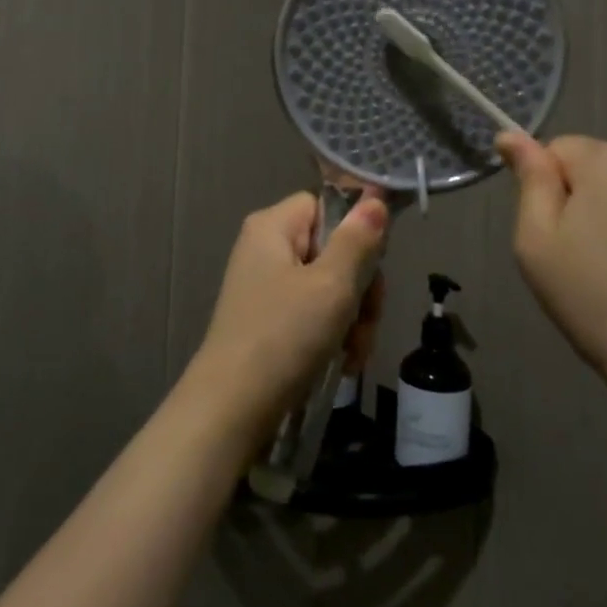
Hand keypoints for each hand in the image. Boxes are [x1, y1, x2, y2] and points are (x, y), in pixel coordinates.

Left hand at [183, 191, 387, 448]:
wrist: (232, 409)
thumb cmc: (283, 336)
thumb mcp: (331, 285)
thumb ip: (357, 240)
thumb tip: (375, 197)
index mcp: (272, 226)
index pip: (325, 204)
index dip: (354, 230)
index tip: (374, 264)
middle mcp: (265, 249)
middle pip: (332, 247)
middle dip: (359, 287)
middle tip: (366, 320)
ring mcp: (266, 286)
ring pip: (329, 285)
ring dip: (352, 318)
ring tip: (354, 353)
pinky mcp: (269, 320)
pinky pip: (314, 312)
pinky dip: (333, 334)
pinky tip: (343, 362)